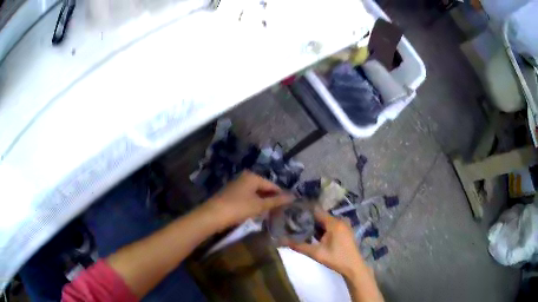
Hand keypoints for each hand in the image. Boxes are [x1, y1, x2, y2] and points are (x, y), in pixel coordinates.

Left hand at [206, 171, 292, 229]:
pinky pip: (247, 197)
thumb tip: (293, 196)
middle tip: (279, 211)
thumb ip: (276, 201)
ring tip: (270, 213)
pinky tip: (256, 213)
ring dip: (262, 203)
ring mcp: (237, 185)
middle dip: (271, 199)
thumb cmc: (238, 208)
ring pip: (255, 193)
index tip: (288, 206)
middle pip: (263, 188)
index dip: (280, 195)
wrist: (213, 215)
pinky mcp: (231, 194)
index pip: (272, 185)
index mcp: (252, 176)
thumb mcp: (259, 205)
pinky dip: (253, 204)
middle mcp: (244, 177)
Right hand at [286, 209, 364, 278]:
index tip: (292, 213)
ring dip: (315, 225)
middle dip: (308, 219)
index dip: (304, 211)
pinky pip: (331, 226)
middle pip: (320, 216)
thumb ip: (299, 246)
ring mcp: (344, 225)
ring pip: (325, 221)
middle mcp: (340, 220)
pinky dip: (322, 229)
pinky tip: (313, 235)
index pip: (316, 211)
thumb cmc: (336, 259)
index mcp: (334, 222)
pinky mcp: (345, 231)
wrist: (353, 267)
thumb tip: (281, 241)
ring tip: (300, 228)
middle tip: (294, 223)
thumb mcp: (316, 253)